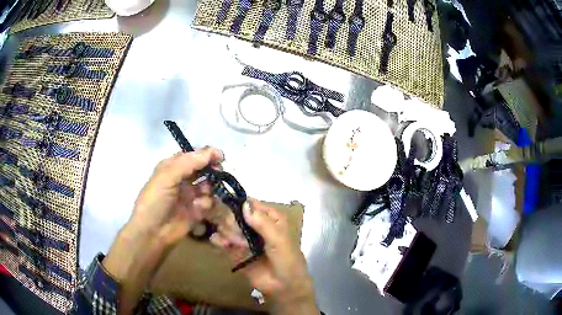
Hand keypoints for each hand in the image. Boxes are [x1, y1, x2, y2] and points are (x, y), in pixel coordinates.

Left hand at [128, 147, 222, 246]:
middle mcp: (182, 180)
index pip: (192, 156)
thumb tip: (214, 151)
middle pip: (202, 169)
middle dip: (212, 170)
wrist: (152, 233)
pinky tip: (200, 208)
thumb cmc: (155, 201)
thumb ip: (189, 162)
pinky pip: (209, 203)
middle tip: (218, 173)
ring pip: (208, 185)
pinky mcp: (196, 211)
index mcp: (172, 168)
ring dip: (210, 187)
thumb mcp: (167, 176)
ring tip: (205, 194)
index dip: (206, 154)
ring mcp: (189, 196)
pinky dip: (207, 203)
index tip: (220, 157)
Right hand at [211, 200, 319, 314]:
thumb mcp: (279, 240)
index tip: (227, 206)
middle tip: (237, 235)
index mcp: (270, 218)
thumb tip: (243, 204)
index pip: (250, 204)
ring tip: (233, 243)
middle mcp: (255, 225)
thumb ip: (262, 223)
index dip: (238, 204)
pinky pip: (223, 242)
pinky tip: (220, 243)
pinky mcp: (236, 252)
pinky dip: (218, 240)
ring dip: (227, 233)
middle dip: (232, 222)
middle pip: (235, 214)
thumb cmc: (287, 260)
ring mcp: (244, 238)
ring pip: (227, 227)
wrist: (284, 287)